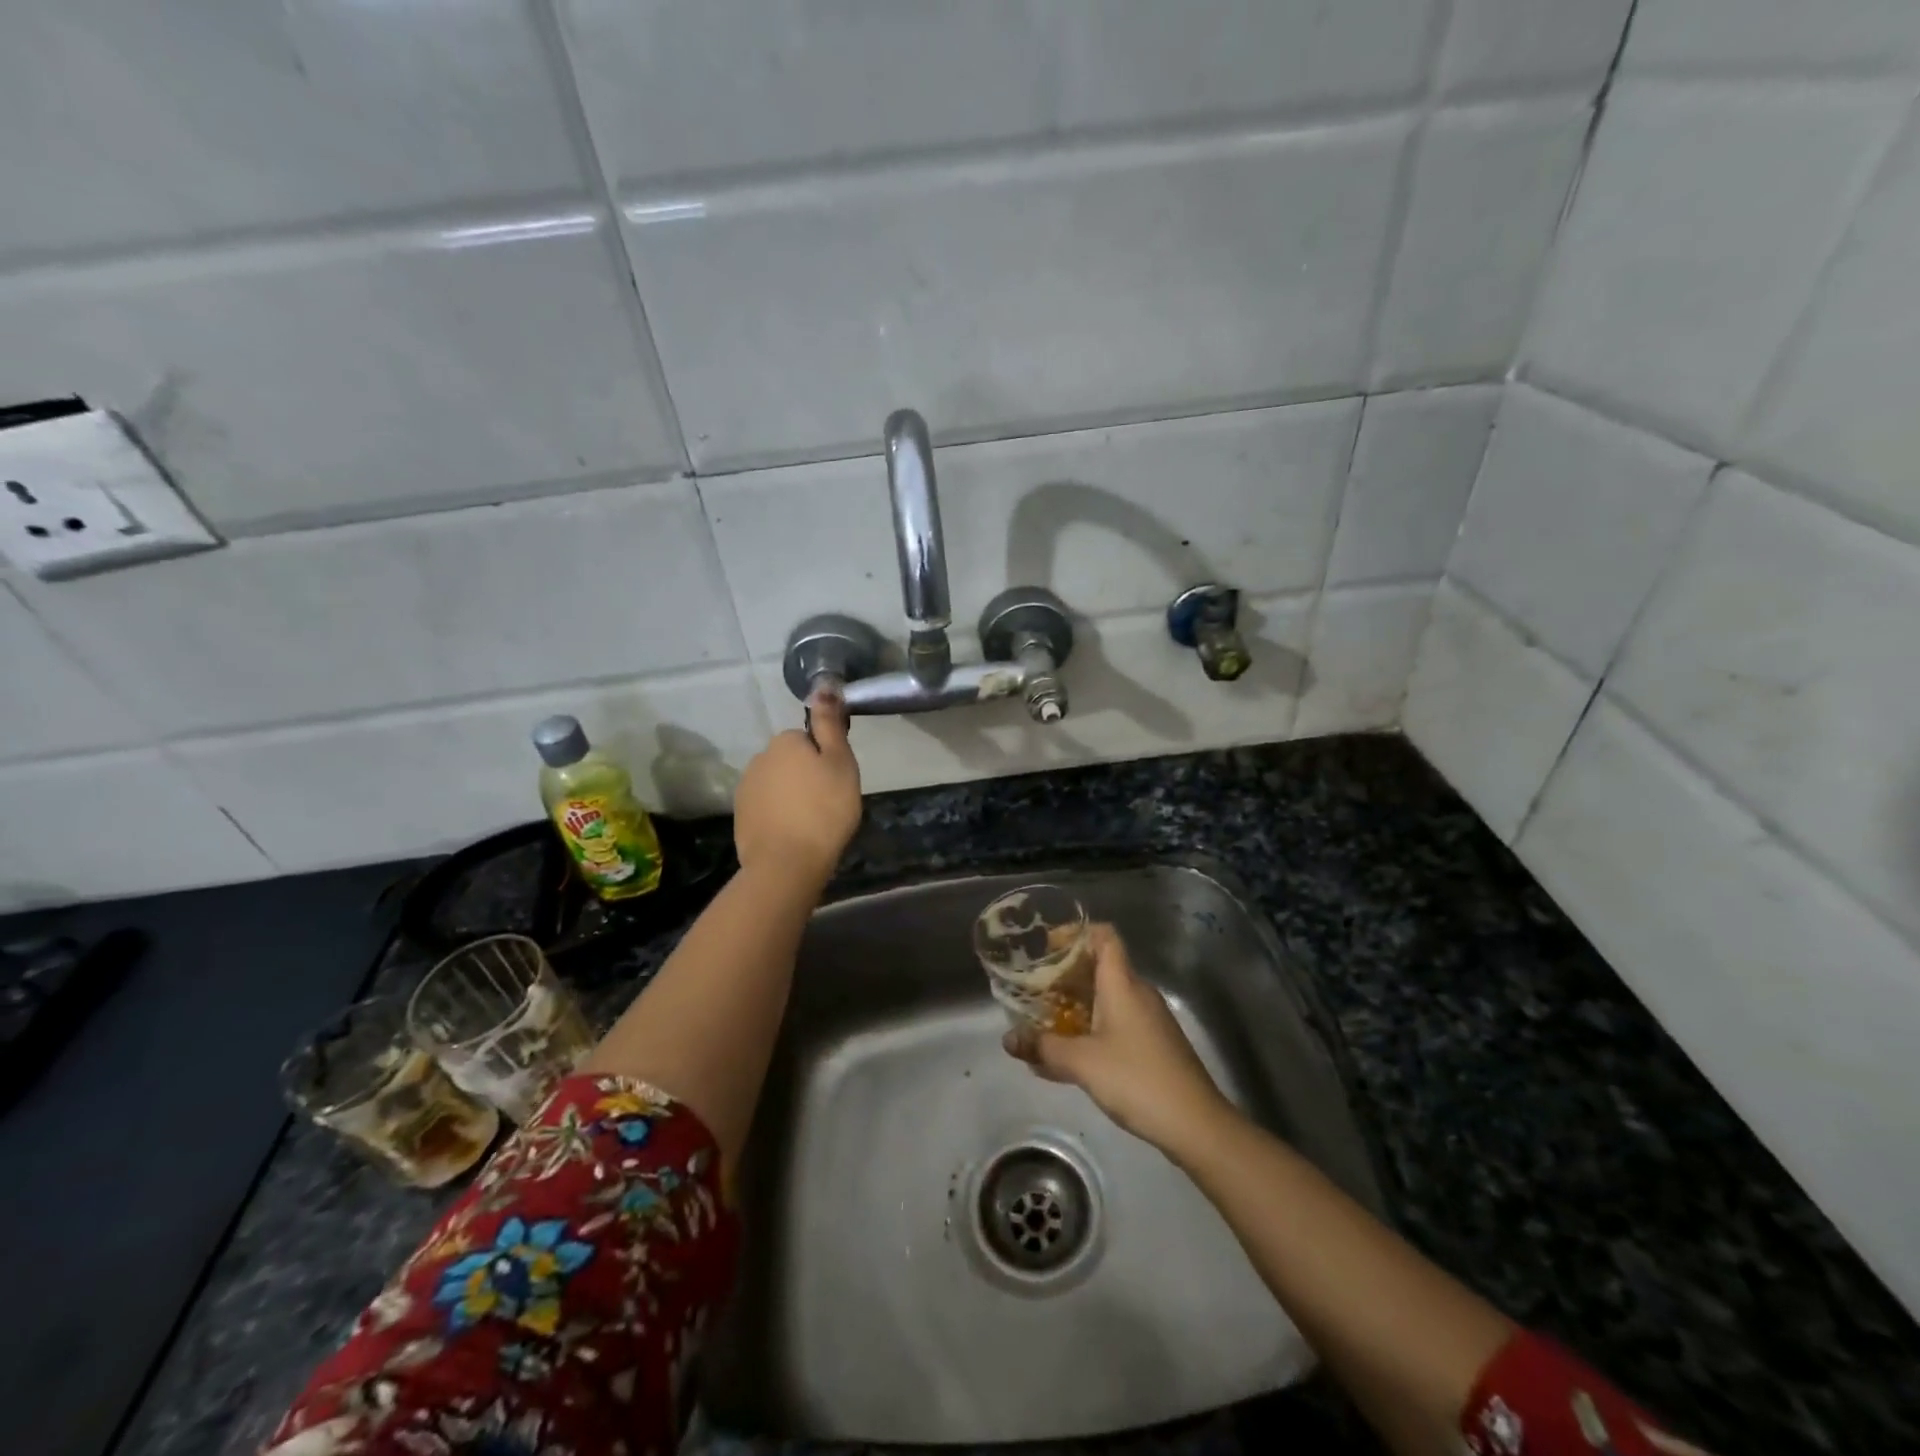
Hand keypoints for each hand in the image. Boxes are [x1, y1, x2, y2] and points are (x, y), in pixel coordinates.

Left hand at [733, 690, 861, 882]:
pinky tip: (793, 834)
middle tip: (828, 803)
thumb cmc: (824, 810)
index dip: (827, 760)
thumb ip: (829, 723)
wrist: (787, 863)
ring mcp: (746, 787)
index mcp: (785, 741)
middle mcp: (760, 757)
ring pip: (778, 784)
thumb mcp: (840, 762)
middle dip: (807, 776)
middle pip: (792, 761)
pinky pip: (767, 807)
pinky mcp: (741, 815)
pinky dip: (779, 815)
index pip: (810, 740)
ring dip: (792, 796)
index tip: (837, 783)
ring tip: (811, 822)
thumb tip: (823, 685)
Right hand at [1004, 924, 1233, 1155]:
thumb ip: (1043, 1047)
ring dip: (1074, 1004)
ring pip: (1106, 997)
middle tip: (1033, 986)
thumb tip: (1008, 1038)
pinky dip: (1089, 1027)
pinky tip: (1068, 1055)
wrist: (1196, 1124)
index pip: (1104, 935)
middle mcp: (1137, 992)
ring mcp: (1148, 1019)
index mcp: (1122, 983)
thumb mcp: (1082, 1063)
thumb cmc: (1137, 1079)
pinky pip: (1115, 1022)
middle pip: (1100, 966)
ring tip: (1042, 1021)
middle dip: (1065, 973)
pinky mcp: (1153, 1044)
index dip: (1075, 932)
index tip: (1046, 944)